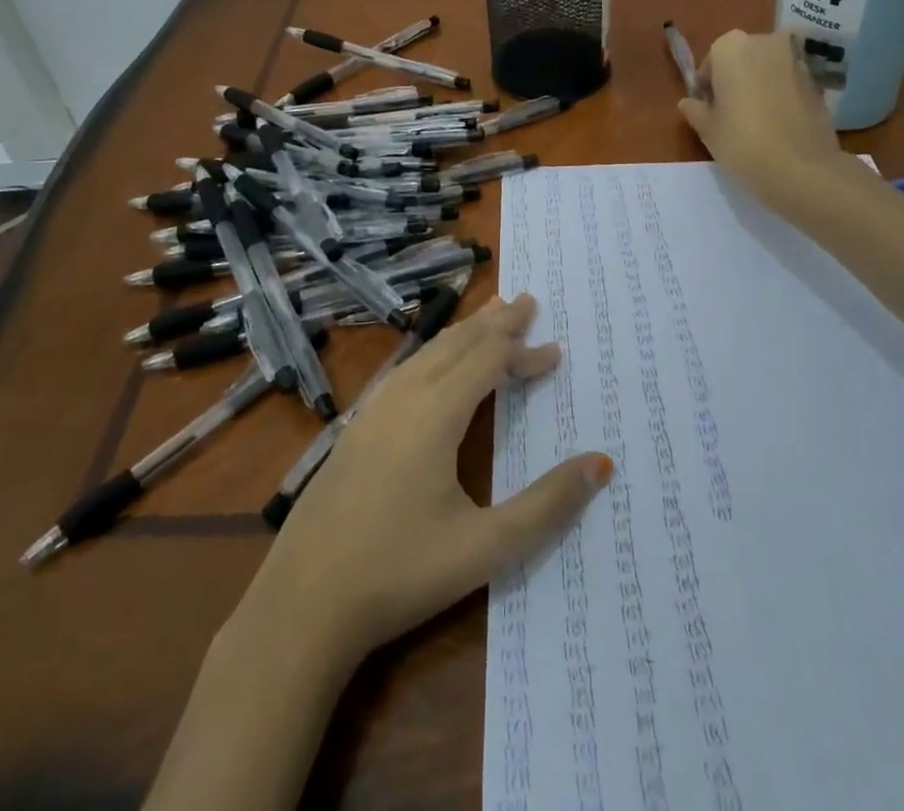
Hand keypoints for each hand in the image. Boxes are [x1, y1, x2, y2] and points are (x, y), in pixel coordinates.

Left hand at [238, 295, 611, 666]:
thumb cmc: (400, 573)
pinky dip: (434, 354)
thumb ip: (547, 505)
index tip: (556, 350)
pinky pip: (404, 371)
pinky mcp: (354, 430)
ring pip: (426, 352)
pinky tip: (433, 366)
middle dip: (494, 322)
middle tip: (525, 300)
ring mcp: (372, 411)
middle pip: (456, 343)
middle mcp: (403, 398)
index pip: (489, 362)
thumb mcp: (485, 547)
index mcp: (435, 413)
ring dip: (462, 334)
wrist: (302, 603)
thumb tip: (600, 464)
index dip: (524, 352)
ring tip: (488, 318)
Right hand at [679, 29, 855, 214]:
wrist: (802, 168)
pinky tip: (778, 123)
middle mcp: (765, 43)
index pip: (711, 60)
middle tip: (730, 111)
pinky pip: (789, 82)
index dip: (708, 85)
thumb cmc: (743, 142)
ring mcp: (796, 60)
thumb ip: (696, 110)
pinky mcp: (818, 81)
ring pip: (768, 68)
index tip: (708, 108)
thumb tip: (688, 103)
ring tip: (755, 119)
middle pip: (743, 57)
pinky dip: (781, 94)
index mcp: (731, 48)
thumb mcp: (708, 130)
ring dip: (760, 84)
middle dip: (735, 78)